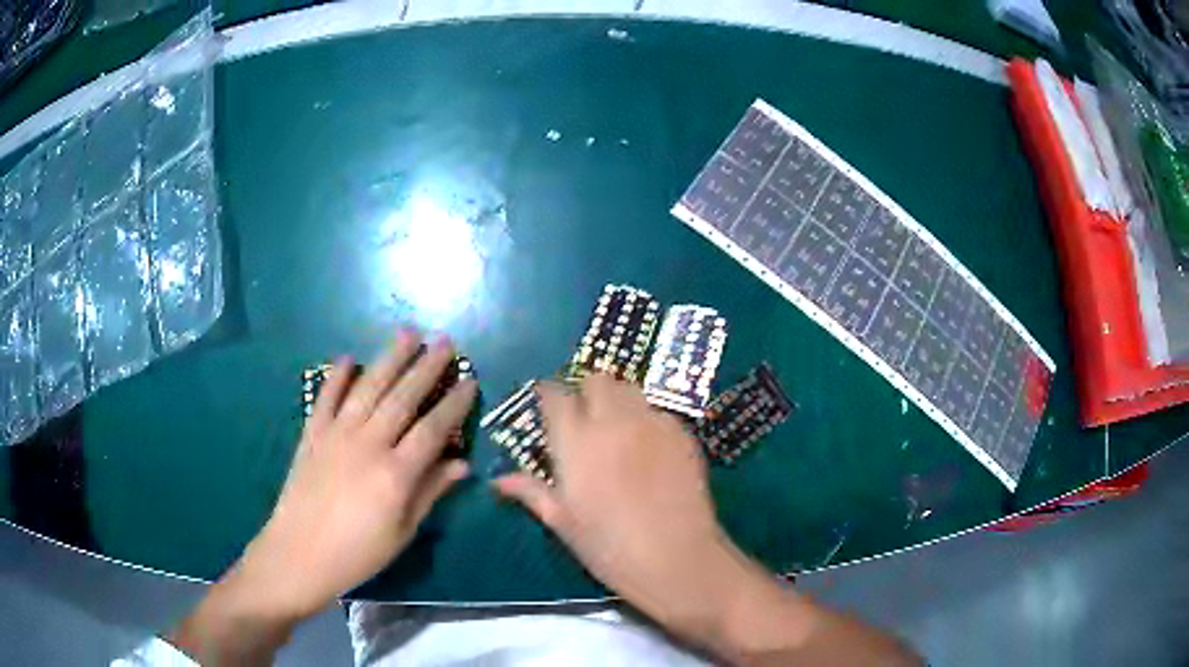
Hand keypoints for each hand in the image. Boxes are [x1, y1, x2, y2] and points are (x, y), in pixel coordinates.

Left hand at [237, 330, 474, 619]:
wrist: (299, 554)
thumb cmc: (358, 553)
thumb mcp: (402, 531)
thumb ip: (430, 493)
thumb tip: (461, 465)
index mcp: (395, 473)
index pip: (432, 429)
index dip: (453, 405)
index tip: (469, 381)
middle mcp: (367, 444)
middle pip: (402, 398)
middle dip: (426, 367)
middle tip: (445, 341)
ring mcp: (336, 435)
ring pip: (367, 388)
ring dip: (389, 359)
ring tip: (407, 332)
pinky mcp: (312, 435)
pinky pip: (326, 399)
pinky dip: (336, 377)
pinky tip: (348, 358)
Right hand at [492, 374, 748, 635]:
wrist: (675, 557)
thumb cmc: (608, 546)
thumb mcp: (562, 521)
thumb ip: (531, 491)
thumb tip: (498, 480)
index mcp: (576, 442)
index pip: (556, 396)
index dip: (548, 393)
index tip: (547, 401)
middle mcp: (614, 421)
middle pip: (597, 379)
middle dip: (586, 390)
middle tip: (584, 415)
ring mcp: (652, 423)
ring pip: (631, 388)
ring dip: (618, 398)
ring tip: (617, 426)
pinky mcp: (682, 434)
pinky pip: (659, 412)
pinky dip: (647, 419)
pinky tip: (649, 447)